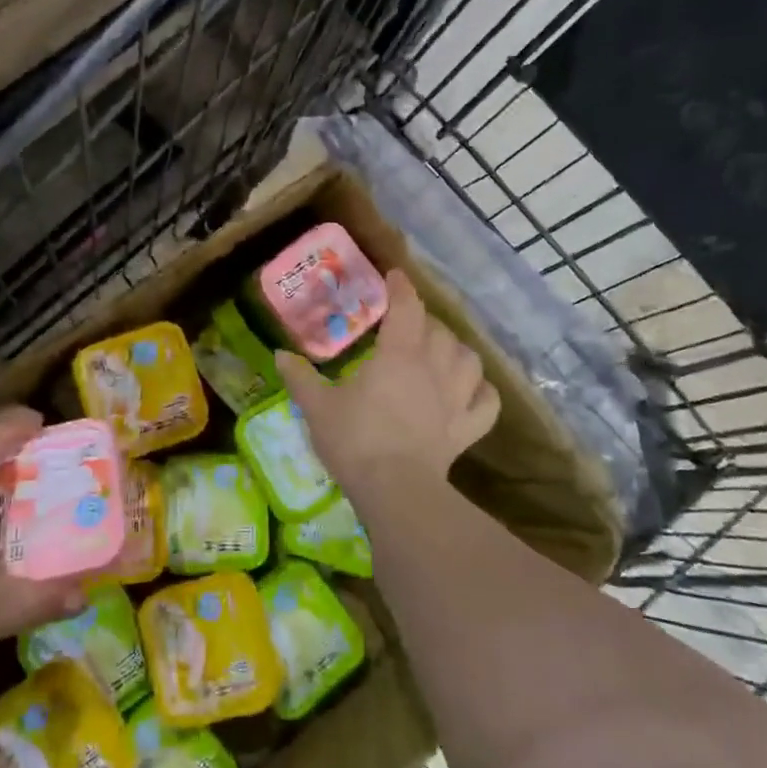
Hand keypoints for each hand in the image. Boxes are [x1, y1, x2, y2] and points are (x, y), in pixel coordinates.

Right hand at [276, 269, 498, 501]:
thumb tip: (280, 355)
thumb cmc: (355, 440)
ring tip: (440, 351)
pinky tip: (470, 390)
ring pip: (468, 358)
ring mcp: (457, 398)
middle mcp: (434, 367)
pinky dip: (481, 390)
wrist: (395, 490)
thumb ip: (300, 378)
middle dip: (424, 320)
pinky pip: (486, 400)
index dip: (402, 288)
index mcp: (398, 354)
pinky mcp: (467, 428)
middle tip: (406, 324)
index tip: (394, 277)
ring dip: (455, 349)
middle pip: (439, 330)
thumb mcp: (318, 407)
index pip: (407, 307)